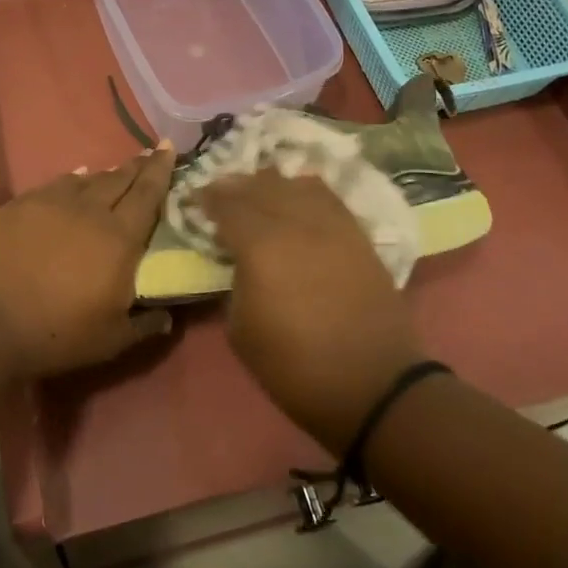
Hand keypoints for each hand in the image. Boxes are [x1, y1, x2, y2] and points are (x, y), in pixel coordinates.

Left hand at [0, 146, 176, 378]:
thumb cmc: (56, 333)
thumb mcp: (111, 340)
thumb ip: (144, 324)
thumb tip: (167, 316)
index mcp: (119, 238)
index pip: (148, 194)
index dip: (161, 169)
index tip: (169, 147)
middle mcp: (89, 210)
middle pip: (119, 179)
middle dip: (138, 166)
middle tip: (150, 153)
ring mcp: (51, 202)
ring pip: (86, 179)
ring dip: (105, 174)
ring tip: (115, 172)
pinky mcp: (19, 205)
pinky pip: (54, 184)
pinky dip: (71, 180)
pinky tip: (73, 179)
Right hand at [199, 170, 426, 452]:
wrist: (373, 384)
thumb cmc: (296, 366)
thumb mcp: (240, 330)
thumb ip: (235, 282)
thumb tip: (239, 262)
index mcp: (260, 245)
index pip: (227, 204)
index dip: (207, 197)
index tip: (194, 198)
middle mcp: (295, 222)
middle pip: (260, 186)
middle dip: (235, 186)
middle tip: (220, 193)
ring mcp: (331, 224)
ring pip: (295, 184)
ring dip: (270, 184)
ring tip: (257, 193)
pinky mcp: (357, 234)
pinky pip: (326, 196)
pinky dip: (304, 191)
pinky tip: (296, 197)